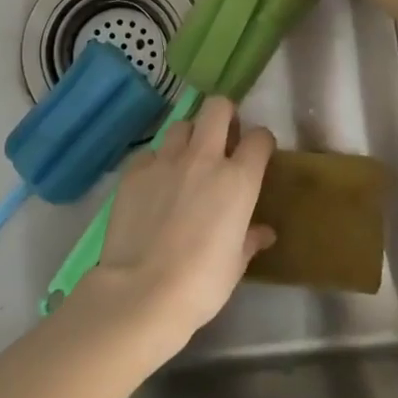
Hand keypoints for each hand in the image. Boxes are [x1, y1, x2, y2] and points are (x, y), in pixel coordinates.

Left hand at [84, 97, 275, 360]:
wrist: (143, 290)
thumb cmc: (202, 283)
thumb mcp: (235, 264)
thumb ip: (250, 239)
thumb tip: (263, 232)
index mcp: (238, 179)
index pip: (259, 138)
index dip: (260, 142)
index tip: (257, 153)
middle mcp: (203, 158)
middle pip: (217, 107)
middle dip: (224, 115)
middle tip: (222, 137)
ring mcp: (165, 160)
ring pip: (181, 125)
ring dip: (189, 137)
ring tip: (186, 161)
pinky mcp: (134, 170)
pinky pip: (150, 152)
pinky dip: (156, 162)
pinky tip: (154, 184)